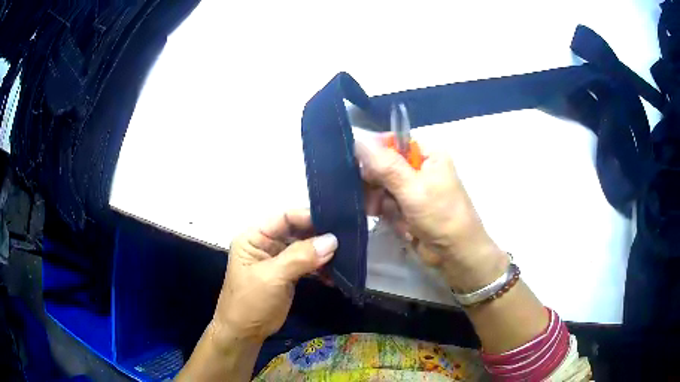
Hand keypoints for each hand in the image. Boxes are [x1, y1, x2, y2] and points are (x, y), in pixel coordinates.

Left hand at [210, 209, 336, 344]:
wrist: (244, 333)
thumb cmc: (251, 302)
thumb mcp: (272, 277)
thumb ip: (300, 257)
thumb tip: (332, 240)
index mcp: (254, 237)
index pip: (284, 217)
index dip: (308, 216)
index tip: (336, 221)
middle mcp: (266, 244)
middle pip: (297, 231)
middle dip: (320, 235)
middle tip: (346, 238)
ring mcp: (278, 260)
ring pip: (305, 248)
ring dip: (323, 253)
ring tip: (345, 256)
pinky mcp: (288, 274)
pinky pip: (307, 264)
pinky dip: (321, 268)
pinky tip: (335, 274)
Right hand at [355, 139, 506, 291]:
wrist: (456, 254)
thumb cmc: (441, 216)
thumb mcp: (413, 188)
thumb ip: (385, 165)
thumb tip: (359, 139)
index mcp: (427, 154)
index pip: (391, 142)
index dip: (374, 154)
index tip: (362, 170)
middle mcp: (419, 167)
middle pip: (383, 165)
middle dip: (378, 185)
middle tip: (376, 201)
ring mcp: (412, 188)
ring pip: (381, 187)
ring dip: (383, 203)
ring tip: (394, 217)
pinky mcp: (407, 207)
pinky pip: (387, 204)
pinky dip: (390, 215)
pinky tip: (401, 225)